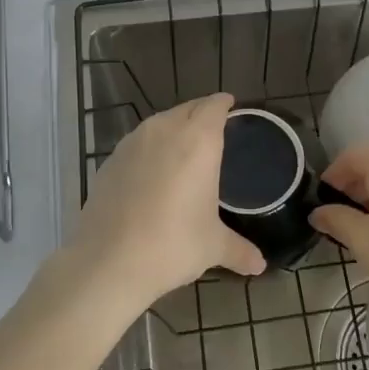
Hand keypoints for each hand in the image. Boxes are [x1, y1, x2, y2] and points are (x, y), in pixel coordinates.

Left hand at [59, 93, 265, 315]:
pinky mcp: (110, 160)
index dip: (223, 104)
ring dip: (174, 128)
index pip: (214, 107)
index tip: (230, 105)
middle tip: (212, 126)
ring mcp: (132, 143)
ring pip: (159, 123)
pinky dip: (150, 149)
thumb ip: (239, 250)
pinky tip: (152, 171)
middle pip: (187, 109)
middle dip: (201, 113)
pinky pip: (137, 143)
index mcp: (198, 141)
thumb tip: (260, 265)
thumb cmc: (172, 244)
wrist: (108, 260)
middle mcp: (165, 131)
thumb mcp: (212, 246)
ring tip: (183, 147)